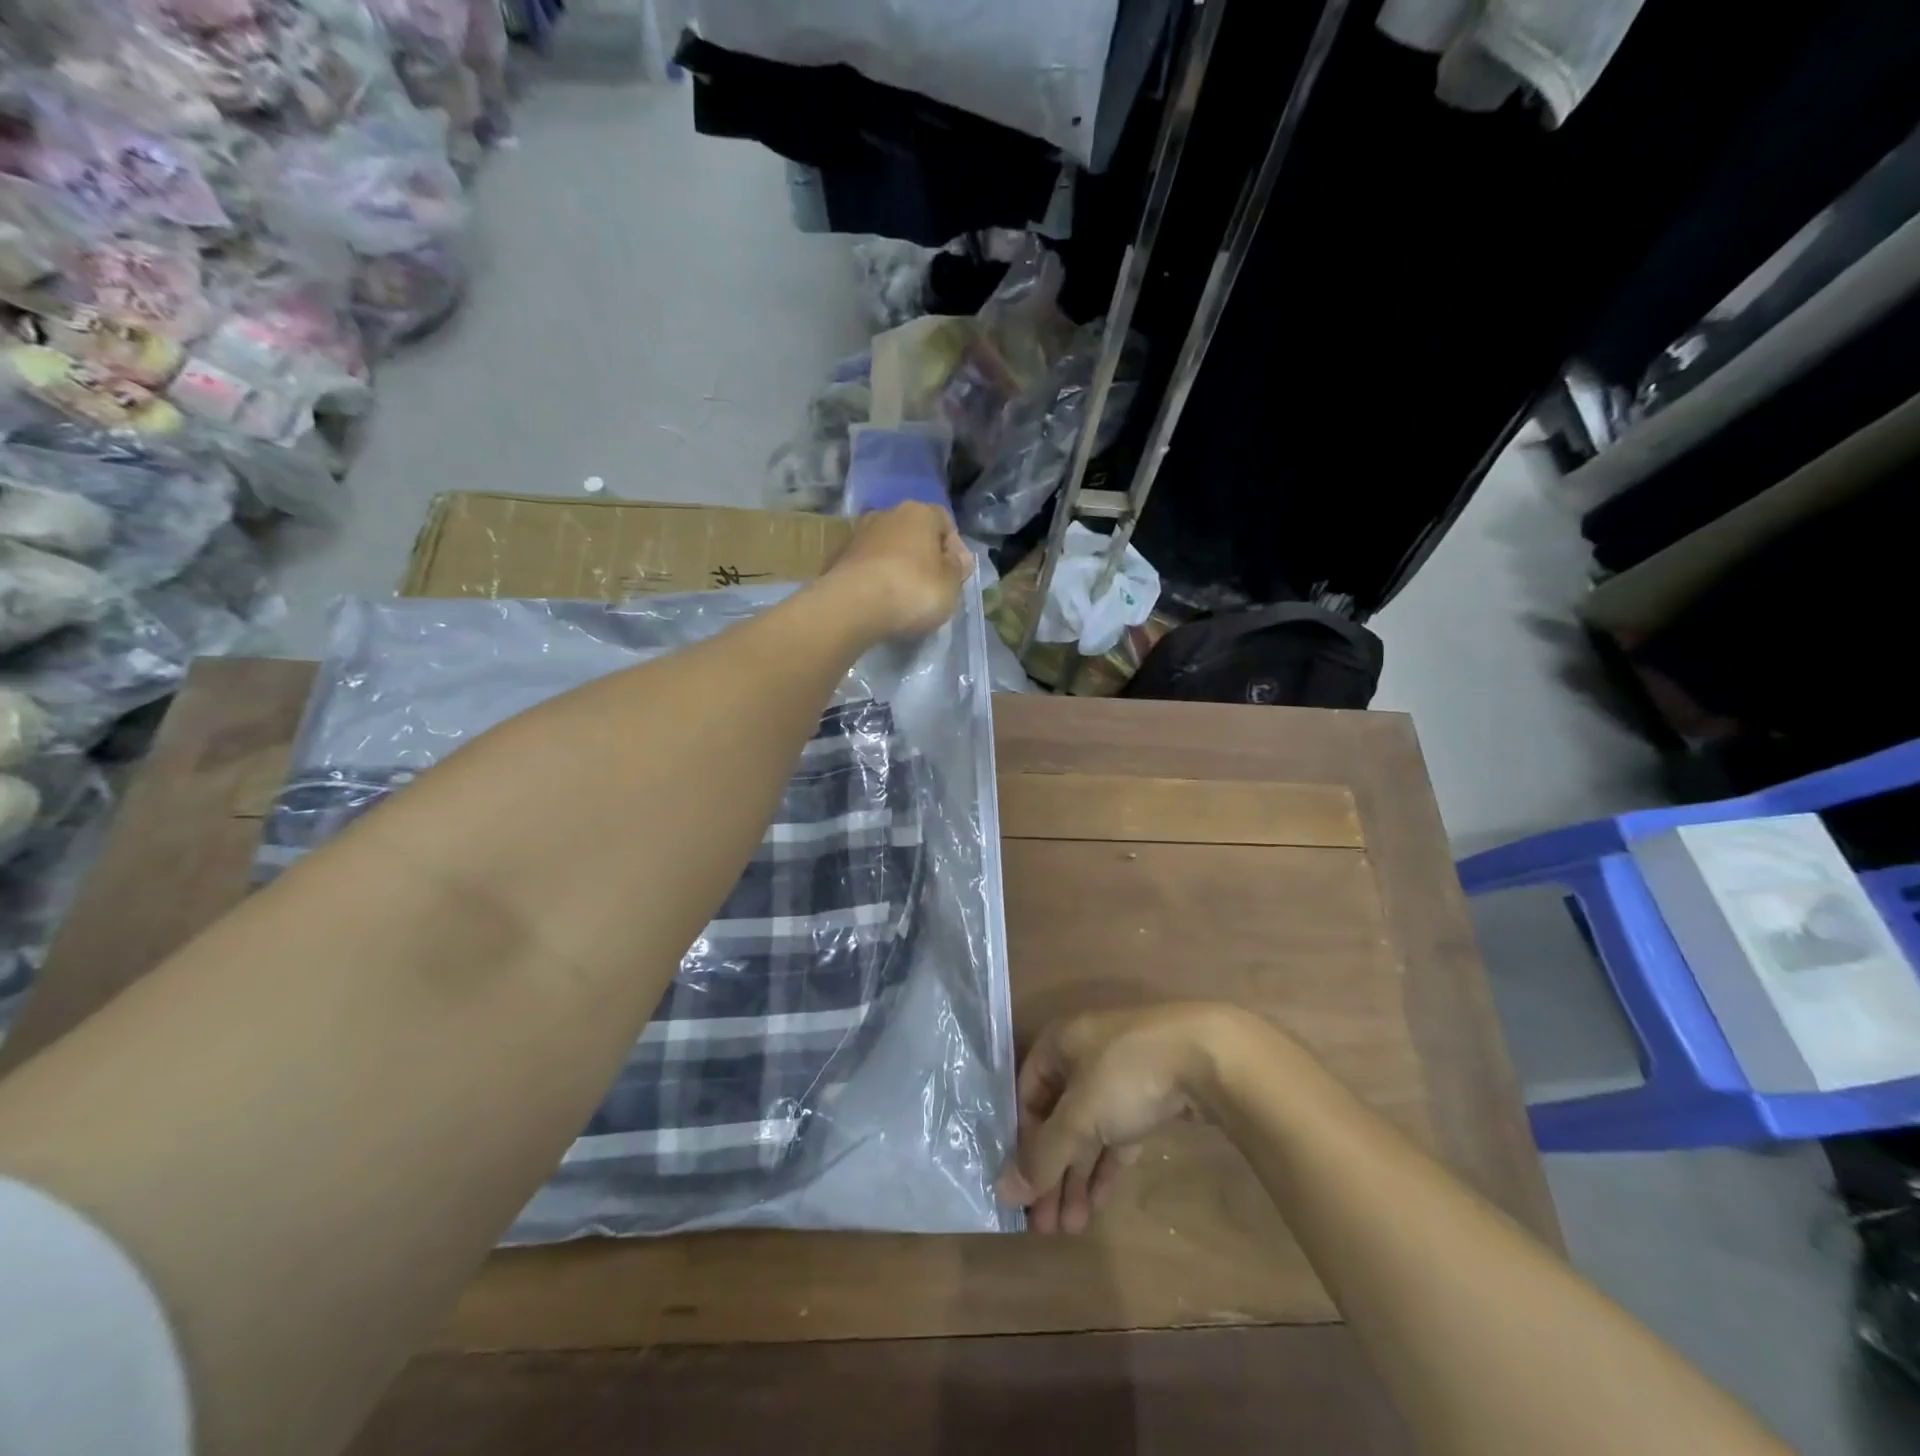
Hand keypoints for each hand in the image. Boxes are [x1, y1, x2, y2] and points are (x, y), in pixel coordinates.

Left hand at [823, 502, 973, 638]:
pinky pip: (867, 565)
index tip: (956, 575)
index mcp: (920, 512)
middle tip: (930, 585)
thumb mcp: (951, 585)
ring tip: (902, 596)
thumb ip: (958, 568)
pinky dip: (875, 577)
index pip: (945, 521)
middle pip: (913, 532)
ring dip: (897, 565)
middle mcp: (887, 513)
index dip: (954, 548)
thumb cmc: (913, 590)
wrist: (852, 606)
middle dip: (923, 555)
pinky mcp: (838, 557)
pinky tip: (879, 600)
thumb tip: (957, 558)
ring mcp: (858, 534)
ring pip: (888, 547)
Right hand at [996, 1002, 1266, 1233]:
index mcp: (1058, 1044)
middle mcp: (1083, 1054)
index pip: (1026, 1096)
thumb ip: (1043, 1156)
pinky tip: (1099, 1203)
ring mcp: (1118, 1074)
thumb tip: (1004, 1192)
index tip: (1024, 1189)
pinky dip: (1106, 1164)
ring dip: (1077, 1176)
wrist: (1208, 1057)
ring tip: (1072, 1227)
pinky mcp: (1149, 1095)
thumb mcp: (1079, 1117)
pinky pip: (1117, 1133)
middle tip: (1046, 1224)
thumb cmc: (1125, 1075)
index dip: (1022, 1142)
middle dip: (1052, 1171)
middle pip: (1057, 1119)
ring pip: (1088, 1129)